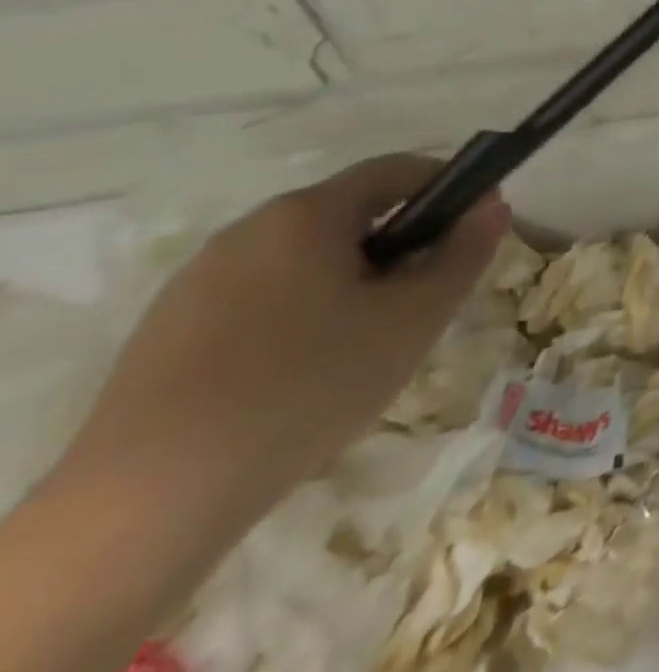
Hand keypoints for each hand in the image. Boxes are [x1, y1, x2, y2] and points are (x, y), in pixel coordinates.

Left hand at [55, 156, 508, 537]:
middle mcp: (247, 232)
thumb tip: (493, 207)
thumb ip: (463, 254)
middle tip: (428, 300)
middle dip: (401, 246)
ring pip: (305, 262)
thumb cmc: (310, 385)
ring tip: (369, 346)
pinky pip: (261, 300)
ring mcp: (198, 282)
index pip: (395, 170)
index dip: (449, 186)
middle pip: (348, 217)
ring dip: (353, 283)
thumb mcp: (414, 318)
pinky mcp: (167, 332)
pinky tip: (305, 377)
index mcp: (305, 215)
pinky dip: (303, 316)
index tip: (480, 222)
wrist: (151, 500)